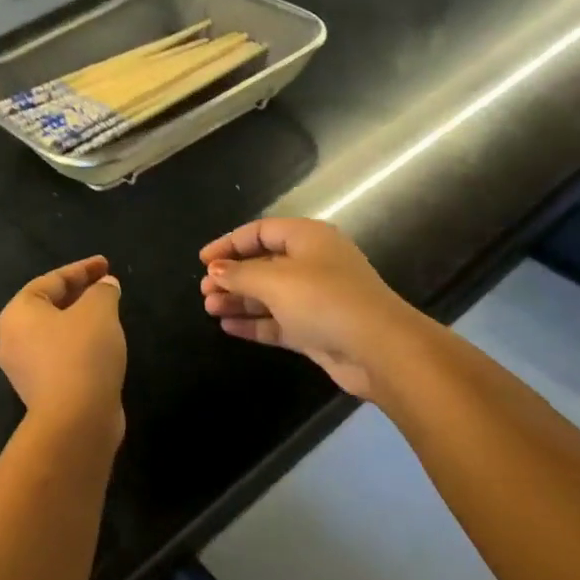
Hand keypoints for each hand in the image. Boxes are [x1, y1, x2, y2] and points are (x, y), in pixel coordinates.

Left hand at [0, 255, 126, 435]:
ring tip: (108, 315)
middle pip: (48, 307)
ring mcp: (24, 370)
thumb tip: (106, 286)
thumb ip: (102, 291)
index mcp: (18, 313)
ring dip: (80, 322)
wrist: (76, 420)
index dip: (82, 269)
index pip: (51, 281)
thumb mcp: (99, 311)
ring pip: (55, 334)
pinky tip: (102, 347)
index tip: (106, 265)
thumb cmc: (82, 354)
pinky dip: (80, 346)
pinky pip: (61, 358)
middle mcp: (12, 340)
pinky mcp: (42, 392)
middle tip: (107, 287)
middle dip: (79, 294)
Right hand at [198, 218, 423, 398]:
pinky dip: (255, 323)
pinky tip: (228, 326)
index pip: (261, 231)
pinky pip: (278, 321)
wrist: (377, 347)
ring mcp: (315, 298)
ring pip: (269, 295)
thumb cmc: (324, 300)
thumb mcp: (275, 281)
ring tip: (210, 309)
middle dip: (232, 276)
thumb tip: (214, 270)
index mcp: (308, 238)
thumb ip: (240, 274)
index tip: (202, 260)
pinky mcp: (316, 329)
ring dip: (239, 300)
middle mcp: (313, 263)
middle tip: (203, 292)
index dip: (230, 243)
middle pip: (264, 264)